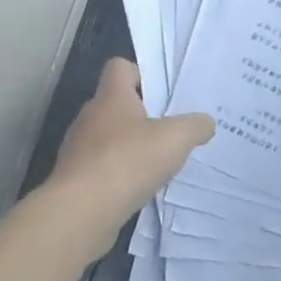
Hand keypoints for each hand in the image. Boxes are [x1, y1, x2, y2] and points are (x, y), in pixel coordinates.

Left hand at [42, 58, 213, 251]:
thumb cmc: (128, 161)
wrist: (81, 212)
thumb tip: (205, 123)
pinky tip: (139, 188)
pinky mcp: (76, 180)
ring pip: (108, 139)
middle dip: (142, 116)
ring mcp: (78, 150)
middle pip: (116, 105)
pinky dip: (120, 174)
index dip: (141, 74)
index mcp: (111, 97)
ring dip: (130, 147)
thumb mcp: (176, 138)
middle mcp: (90, 117)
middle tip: (170, 130)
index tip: (163, 93)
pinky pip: (102, 168)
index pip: (119, 68)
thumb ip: (195, 126)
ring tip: (158, 163)